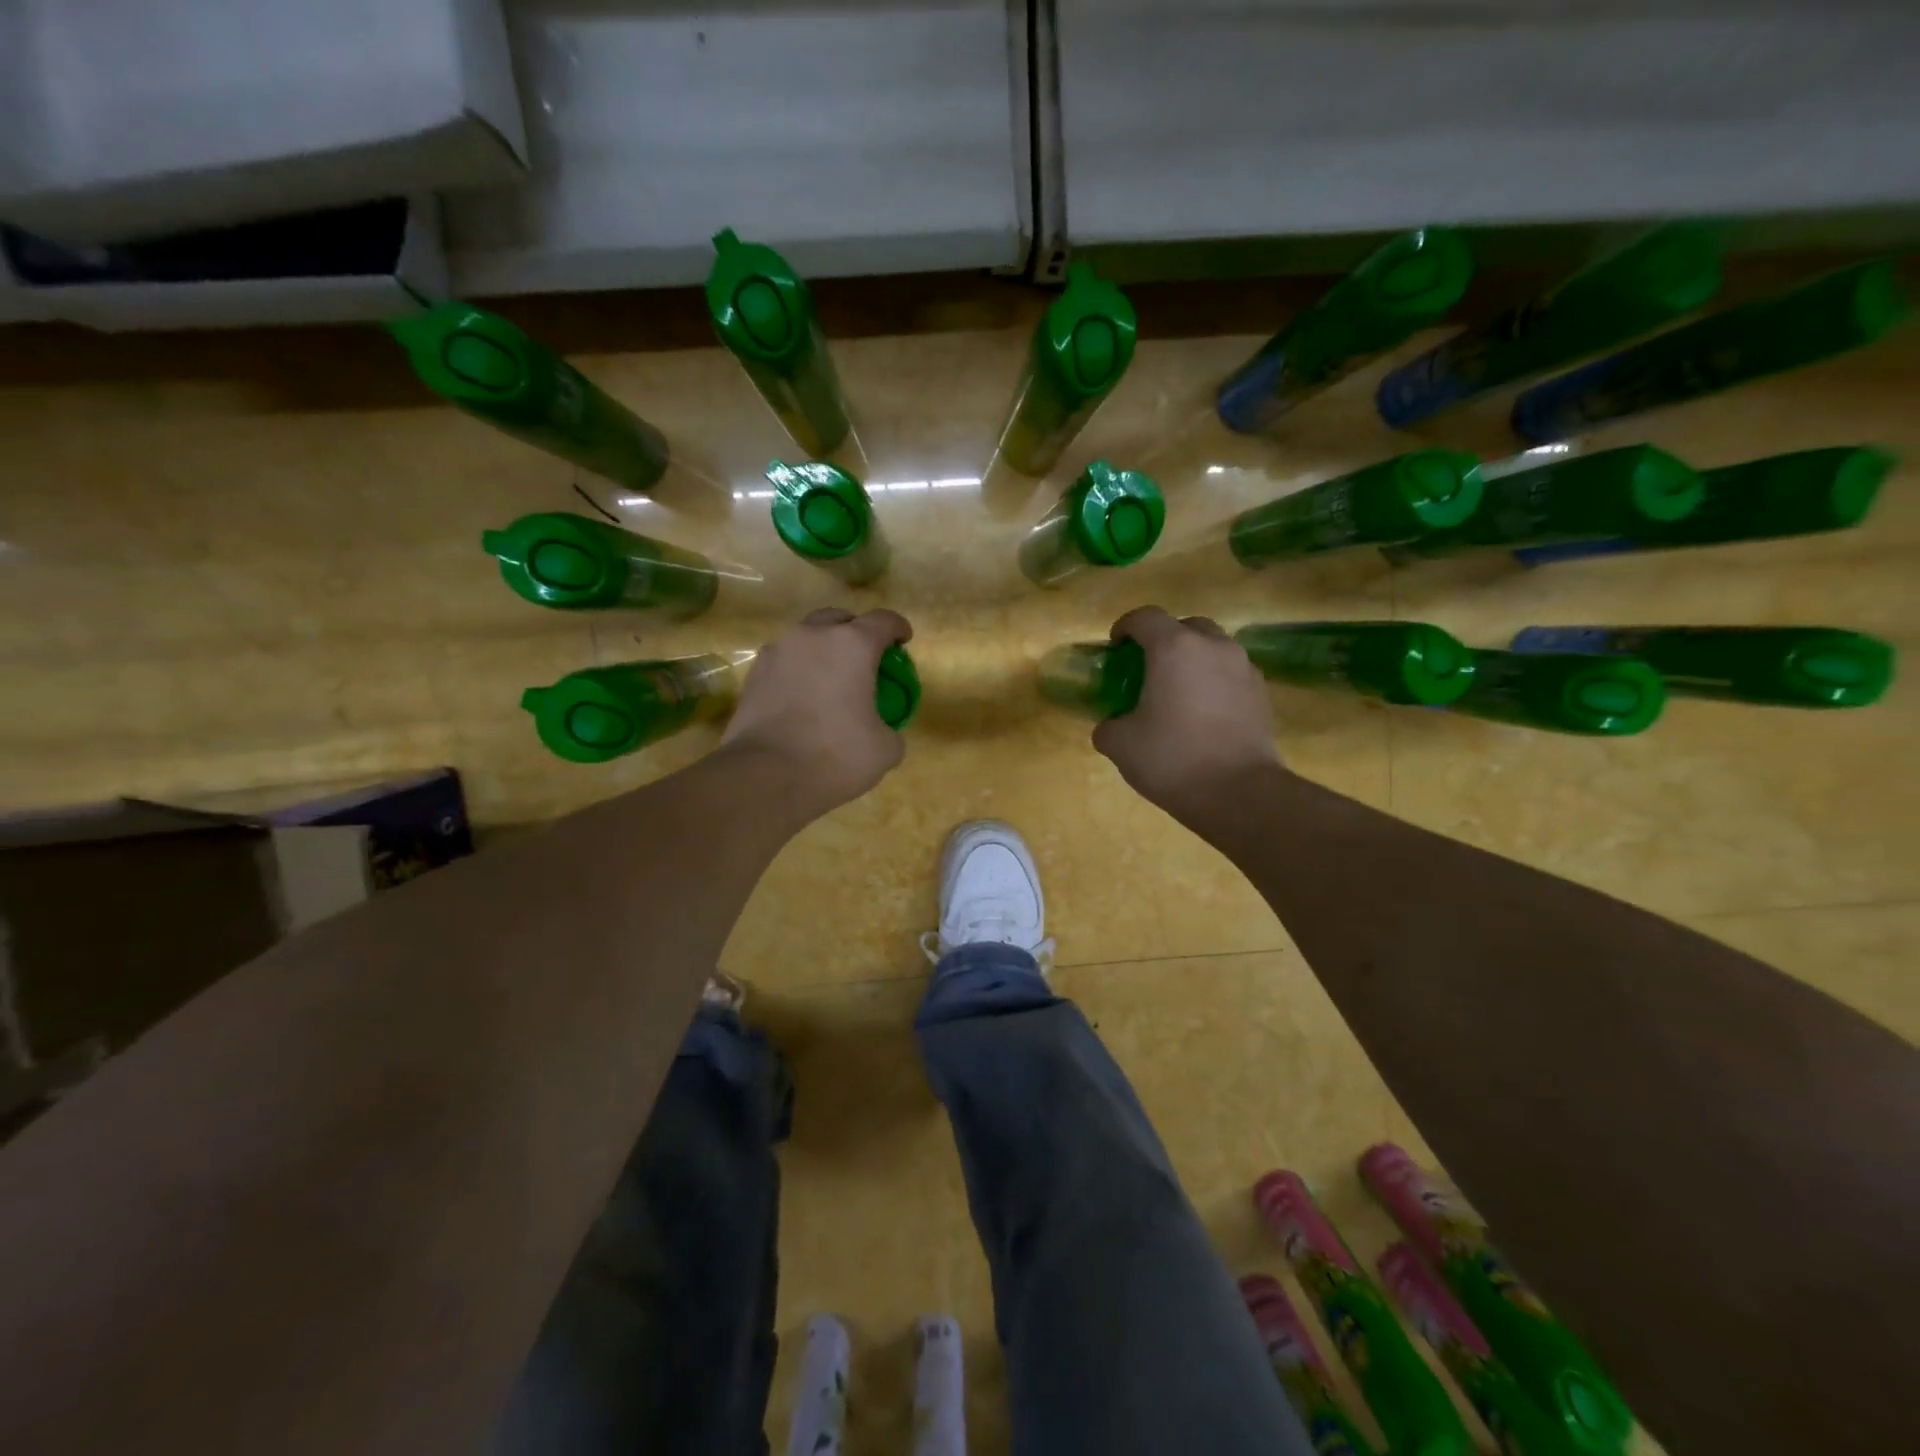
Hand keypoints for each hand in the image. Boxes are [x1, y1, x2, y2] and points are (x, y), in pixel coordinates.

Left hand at [721, 607, 913, 816]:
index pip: (883, 621)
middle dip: (855, 631)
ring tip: (830, 679)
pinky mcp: (753, 674)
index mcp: (852, 645)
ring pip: (806, 638)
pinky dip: (798, 671)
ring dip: (822, 650)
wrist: (765, 776)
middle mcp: (812, 636)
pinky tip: (802, 698)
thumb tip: (881, 731)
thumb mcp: (884, 749)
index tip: (903, 641)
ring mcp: (777, 652)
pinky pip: (784, 662)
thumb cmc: (834, 756)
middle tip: (864, 658)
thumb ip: (890, 729)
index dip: (898, 628)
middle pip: (839, 619)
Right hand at [1092, 606, 1281, 819]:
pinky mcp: (1262, 693)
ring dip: (1193, 660)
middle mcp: (1213, 647)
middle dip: (1164, 639)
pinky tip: (1204, 713)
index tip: (1114, 648)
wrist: (1239, 793)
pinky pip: (1231, 674)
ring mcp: (1243, 668)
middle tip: (1148, 668)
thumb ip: (1109, 726)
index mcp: (1174, 648)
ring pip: (1213, 648)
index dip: (1125, 627)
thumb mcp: (1121, 745)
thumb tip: (1110, 726)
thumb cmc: (1173, 759)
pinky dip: (1215, 682)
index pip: (1145, 617)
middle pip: (1185, 626)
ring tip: (1178, 692)